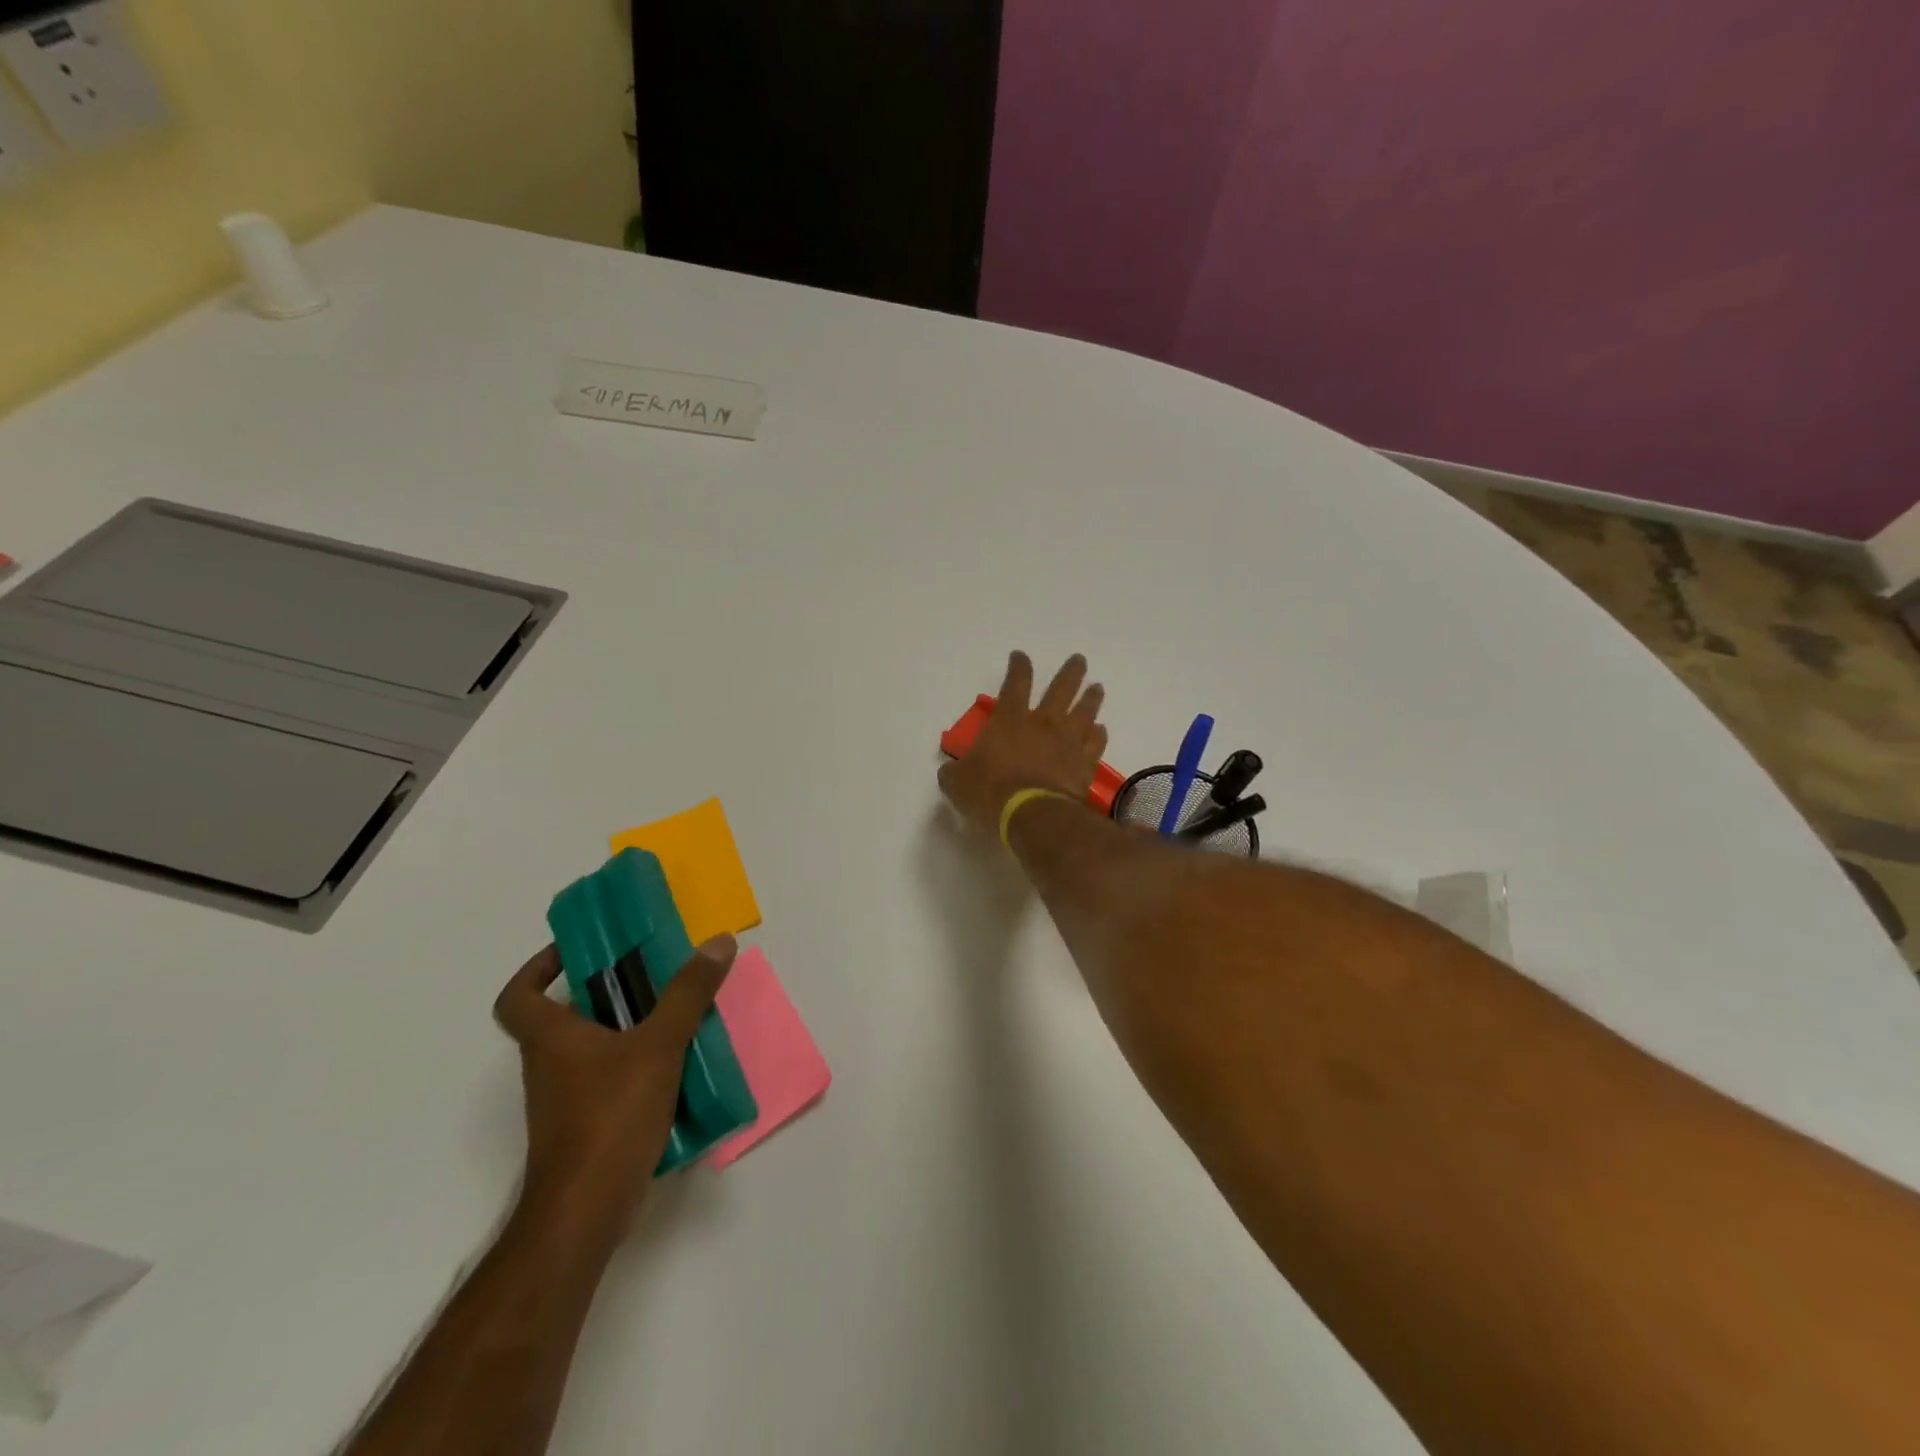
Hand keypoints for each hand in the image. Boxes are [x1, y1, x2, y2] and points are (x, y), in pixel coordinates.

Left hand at [494, 936, 736, 1238]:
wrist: (585, 1212)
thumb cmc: (610, 1116)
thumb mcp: (658, 1045)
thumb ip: (688, 993)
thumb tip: (718, 942)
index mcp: (550, 1038)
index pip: (518, 997)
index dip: (538, 968)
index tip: (577, 952)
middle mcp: (550, 1066)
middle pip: (565, 1017)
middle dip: (605, 992)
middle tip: (650, 973)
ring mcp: (566, 1101)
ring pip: (591, 1049)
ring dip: (626, 1028)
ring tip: (675, 1013)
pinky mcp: (586, 1127)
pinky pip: (609, 1080)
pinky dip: (636, 1066)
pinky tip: (676, 1065)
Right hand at [938, 651, 1107, 833]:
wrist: (1032, 815)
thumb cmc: (990, 792)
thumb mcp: (957, 782)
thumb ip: (954, 772)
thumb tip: (951, 771)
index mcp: (1009, 719)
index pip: (1015, 683)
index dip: (1018, 666)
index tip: (1020, 656)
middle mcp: (1043, 723)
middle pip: (1062, 688)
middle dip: (1071, 672)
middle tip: (1080, 660)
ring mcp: (1068, 742)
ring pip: (1085, 711)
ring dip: (1092, 698)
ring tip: (1097, 688)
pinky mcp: (1084, 764)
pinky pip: (1096, 743)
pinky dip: (1099, 735)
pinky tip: (1100, 730)